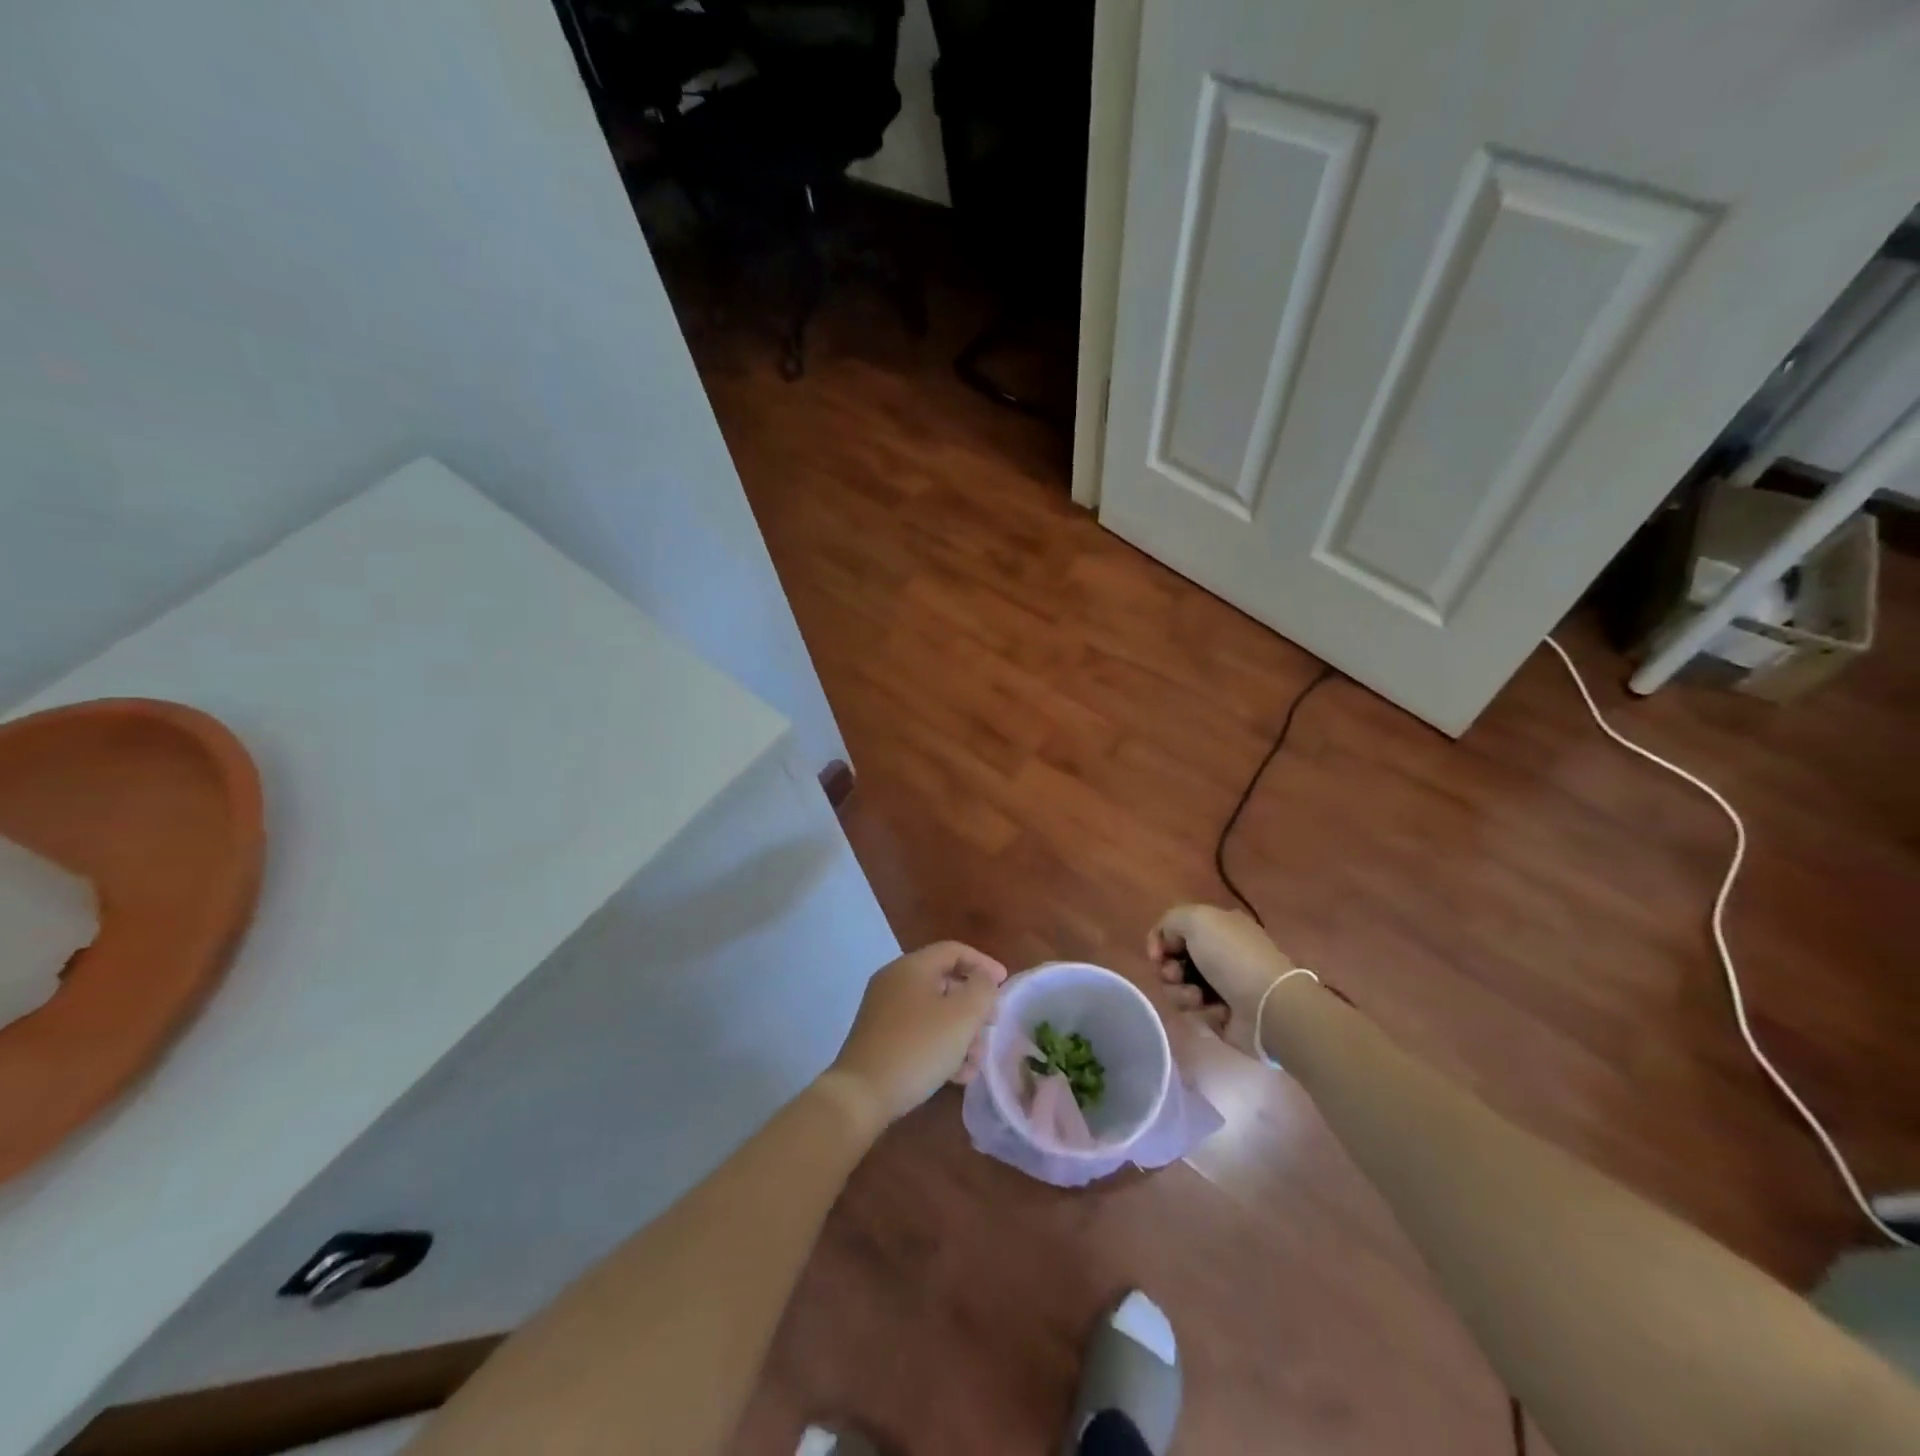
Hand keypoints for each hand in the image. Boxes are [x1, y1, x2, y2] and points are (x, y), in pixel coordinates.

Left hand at [825, 941, 1007, 1130]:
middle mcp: (895, 982)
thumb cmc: (918, 1048)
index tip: (1004, 986)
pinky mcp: (880, 1039)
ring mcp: (884, 1011)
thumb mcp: (962, 1017)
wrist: (861, 1095)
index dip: (983, 963)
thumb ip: (982, 990)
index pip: (953, 950)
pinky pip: (919, 1033)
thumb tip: (984, 979)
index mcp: (912, 967)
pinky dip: (940, 1047)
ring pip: (934, 1012)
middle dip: (973, 1006)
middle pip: (945, 982)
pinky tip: (957, 1076)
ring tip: (975, 1062)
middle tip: (991, 1027)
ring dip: (960, 1033)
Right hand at [1148, 904, 1295, 1058]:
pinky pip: (1193, 1010)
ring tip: (1197, 998)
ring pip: (1178, 987)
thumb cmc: (1232, 957)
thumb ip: (1170, 921)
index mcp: (1217, 927)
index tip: (1157, 955)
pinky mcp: (1220, 1013)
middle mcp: (1218, 953)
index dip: (1159, 941)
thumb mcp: (1197, 919)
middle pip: (1173, 960)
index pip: (1174, 931)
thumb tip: (1166, 944)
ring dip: (1180, 992)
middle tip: (1175, 976)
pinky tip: (1214, 1011)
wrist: (1267, 1007)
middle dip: (1168, 970)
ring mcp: (1220, 985)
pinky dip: (1199, 1011)